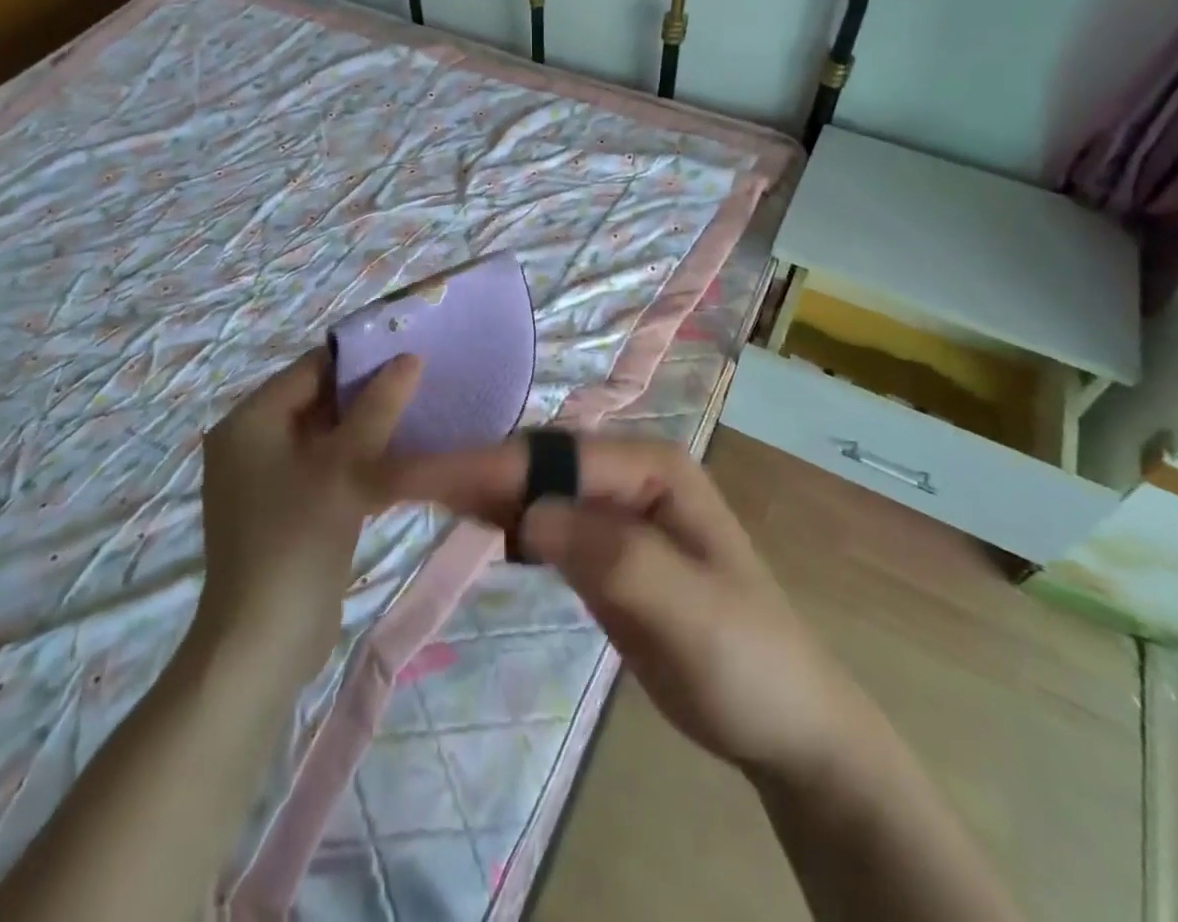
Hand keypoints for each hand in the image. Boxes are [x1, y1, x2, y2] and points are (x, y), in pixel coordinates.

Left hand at [197, 348, 421, 675]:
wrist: (264, 641)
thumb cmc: (298, 536)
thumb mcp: (345, 466)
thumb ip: (379, 408)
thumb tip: (410, 359)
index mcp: (251, 421)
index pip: (311, 368)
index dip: (360, 358)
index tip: (409, 353)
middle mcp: (253, 443)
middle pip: (318, 401)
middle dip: (369, 394)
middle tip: (422, 384)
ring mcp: (267, 480)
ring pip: (327, 437)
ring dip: (369, 430)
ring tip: (419, 417)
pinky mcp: (286, 511)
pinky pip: (326, 469)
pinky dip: (359, 462)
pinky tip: (401, 462)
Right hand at [375, 437, 860, 779]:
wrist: (785, 721)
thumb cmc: (748, 660)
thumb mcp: (691, 613)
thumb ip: (617, 556)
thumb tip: (532, 515)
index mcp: (651, 467)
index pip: (551, 457)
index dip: (480, 465)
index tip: (410, 477)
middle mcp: (629, 474)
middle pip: (535, 463)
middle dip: (468, 470)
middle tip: (393, 484)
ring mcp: (615, 510)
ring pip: (533, 488)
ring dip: (478, 492)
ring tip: (412, 497)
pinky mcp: (603, 548)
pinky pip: (543, 523)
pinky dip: (502, 520)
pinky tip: (470, 527)